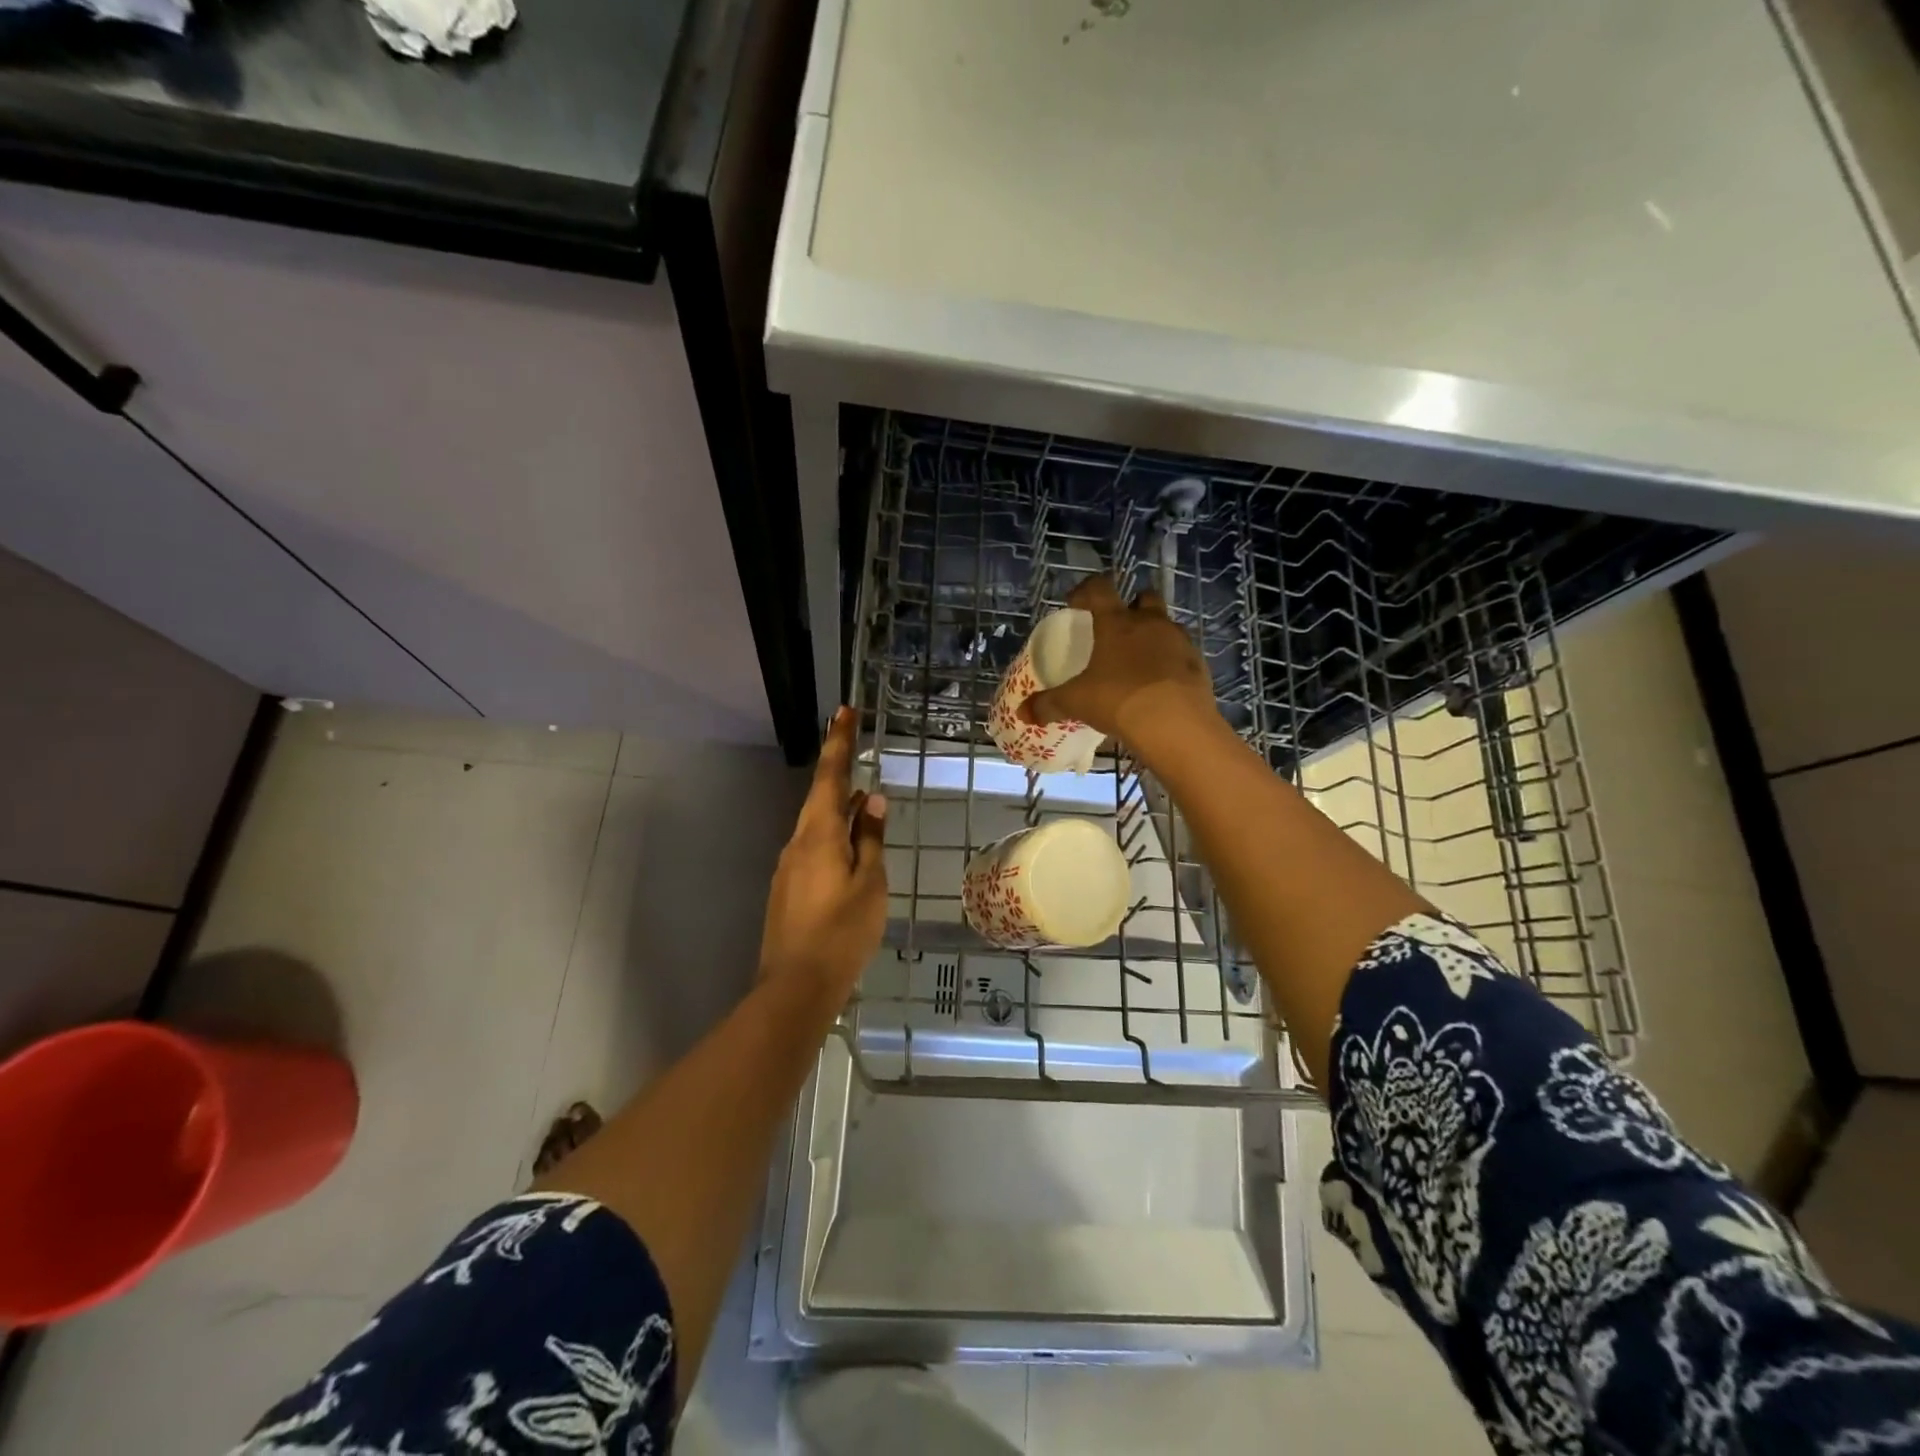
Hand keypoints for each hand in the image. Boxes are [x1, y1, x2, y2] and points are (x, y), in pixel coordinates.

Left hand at [759, 708, 887, 1004]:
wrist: (796, 986)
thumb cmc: (842, 931)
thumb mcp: (870, 883)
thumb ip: (870, 838)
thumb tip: (871, 800)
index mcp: (818, 834)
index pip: (829, 776)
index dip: (837, 742)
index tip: (843, 711)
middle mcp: (797, 843)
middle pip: (820, 799)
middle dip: (837, 771)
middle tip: (854, 746)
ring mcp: (789, 867)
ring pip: (817, 826)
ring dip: (839, 810)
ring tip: (863, 801)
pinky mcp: (788, 889)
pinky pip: (814, 849)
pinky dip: (834, 837)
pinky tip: (851, 848)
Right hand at [1021, 576, 1219, 758]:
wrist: (1175, 723)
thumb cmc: (1118, 700)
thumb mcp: (1076, 703)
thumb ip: (1049, 704)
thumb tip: (1024, 713)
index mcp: (1117, 623)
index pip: (1100, 589)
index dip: (1085, 590)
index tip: (1075, 602)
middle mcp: (1150, 623)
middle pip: (1144, 598)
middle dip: (1131, 606)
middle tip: (1117, 627)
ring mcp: (1179, 642)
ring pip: (1166, 625)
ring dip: (1153, 635)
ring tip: (1137, 661)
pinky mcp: (1198, 664)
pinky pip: (1181, 655)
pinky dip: (1169, 663)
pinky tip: (1158, 685)